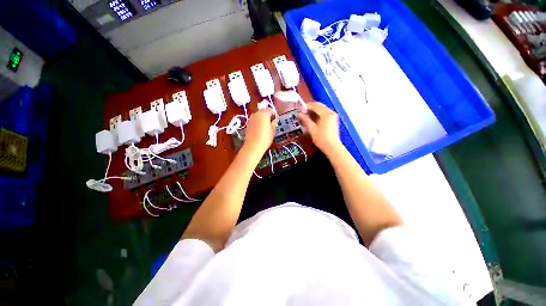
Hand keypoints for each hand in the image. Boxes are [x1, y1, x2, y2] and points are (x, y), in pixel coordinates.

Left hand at [244, 108, 277, 155]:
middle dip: (268, 116)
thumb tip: (275, 119)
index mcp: (264, 113)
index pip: (271, 110)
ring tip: (265, 127)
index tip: (276, 121)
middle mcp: (256, 113)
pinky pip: (255, 120)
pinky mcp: (248, 123)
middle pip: (264, 111)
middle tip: (271, 124)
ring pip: (258, 115)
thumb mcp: (273, 130)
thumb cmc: (265, 138)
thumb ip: (274, 122)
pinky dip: (258, 122)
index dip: (274, 115)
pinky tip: (260, 129)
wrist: (253, 146)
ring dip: (262, 119)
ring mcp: (251, 118)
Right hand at [297, 102, 341, 152]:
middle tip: (302, 113)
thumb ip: (305, 120)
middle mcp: (330, 112)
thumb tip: (299, 114)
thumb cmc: (321, 138)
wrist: (332, 147)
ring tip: (306, 116)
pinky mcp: (333, 120)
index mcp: (326, 113)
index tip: (299, 110)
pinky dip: (319, 114)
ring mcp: (333, 116)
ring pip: (322, 109)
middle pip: (319, 106)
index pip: (315, 105)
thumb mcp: (312, 129)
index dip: (306, 106)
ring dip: (314, 111)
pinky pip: (325, 113)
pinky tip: (313, 119)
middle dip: (310, 108)